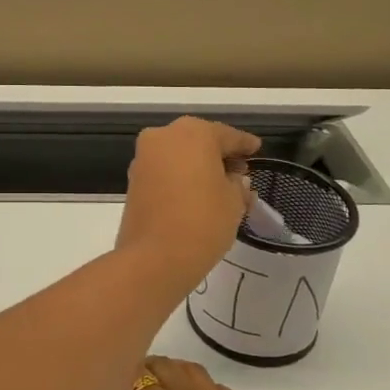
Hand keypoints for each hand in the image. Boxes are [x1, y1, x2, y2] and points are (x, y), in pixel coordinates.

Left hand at [115, 117, 259, 293]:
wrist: (155, 257)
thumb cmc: (203, 221)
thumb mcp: (234, 201)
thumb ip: (237, 183)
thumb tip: (233, 180)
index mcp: (192, 133)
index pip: (226, 136)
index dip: (244, 144)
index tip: (256, 149)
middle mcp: (163, 137)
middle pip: (199, 140)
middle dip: (219, 154)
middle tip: (239, 170)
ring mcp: (144, 158)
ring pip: (179, 154)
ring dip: (198, 165)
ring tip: (220, 185)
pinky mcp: (133, 179)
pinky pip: (164, 170)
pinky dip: (180, 176)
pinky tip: (197, 193)